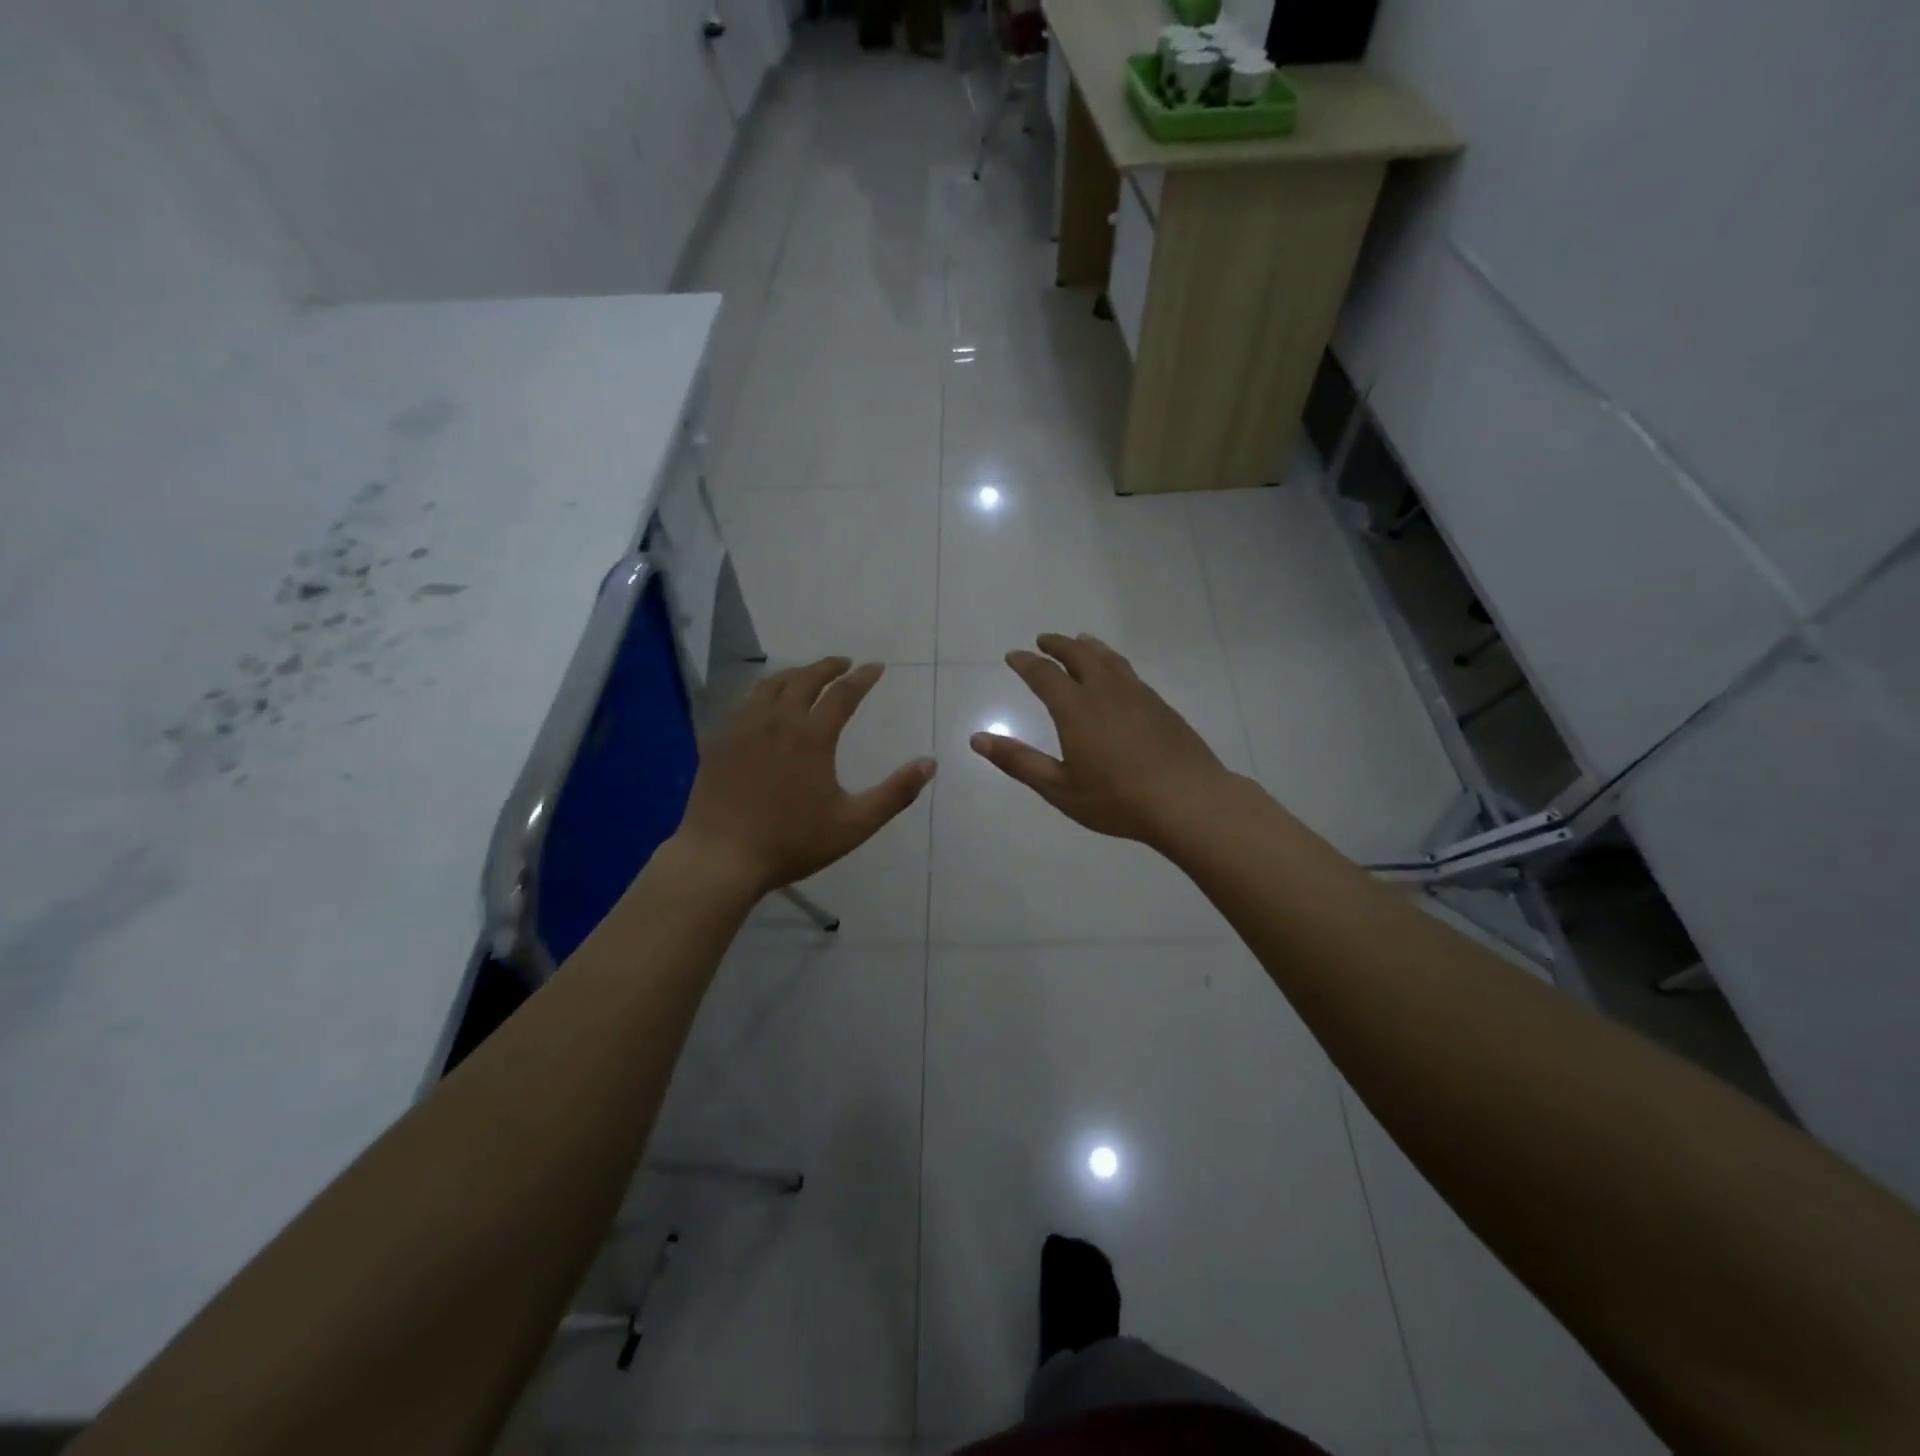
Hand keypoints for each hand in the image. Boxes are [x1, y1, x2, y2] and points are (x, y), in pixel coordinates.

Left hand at [676, 657, 935, 895]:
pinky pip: (742, 704)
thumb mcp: (854, 824)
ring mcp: (741, 728)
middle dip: (828, 666)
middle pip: (804, 678)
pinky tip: (763, 708)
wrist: (721, 858)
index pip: (843, 693)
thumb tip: (929, 763)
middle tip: (844, 663)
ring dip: (794, 674)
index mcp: (811, 736)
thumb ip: (895, 793)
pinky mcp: (717, 742)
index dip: (863, 677)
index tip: (876, 667)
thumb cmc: (792, 842)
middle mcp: (776, 720)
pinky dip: (762, 695)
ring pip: (769, 685)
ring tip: (806, 676)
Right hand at [969, 633, 1246, 849]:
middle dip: (1057, 645)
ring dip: (1088, 647)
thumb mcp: (1059, 788)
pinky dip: (1113, 661)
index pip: (1044, 675)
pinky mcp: (1160, 705)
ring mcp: (1137, 694)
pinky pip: (1129, 671)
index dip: (1026, 663)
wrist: (1188, 801)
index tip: (1013, 655)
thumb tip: (977, 739)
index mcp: (1076, 708)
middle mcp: (1105, 691)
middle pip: (1078, 655)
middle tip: (1043, 640)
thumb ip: (1018, 761)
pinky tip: (1116, 674)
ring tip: (1080, 642)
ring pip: (1108, 658)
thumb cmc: (1117, 799)